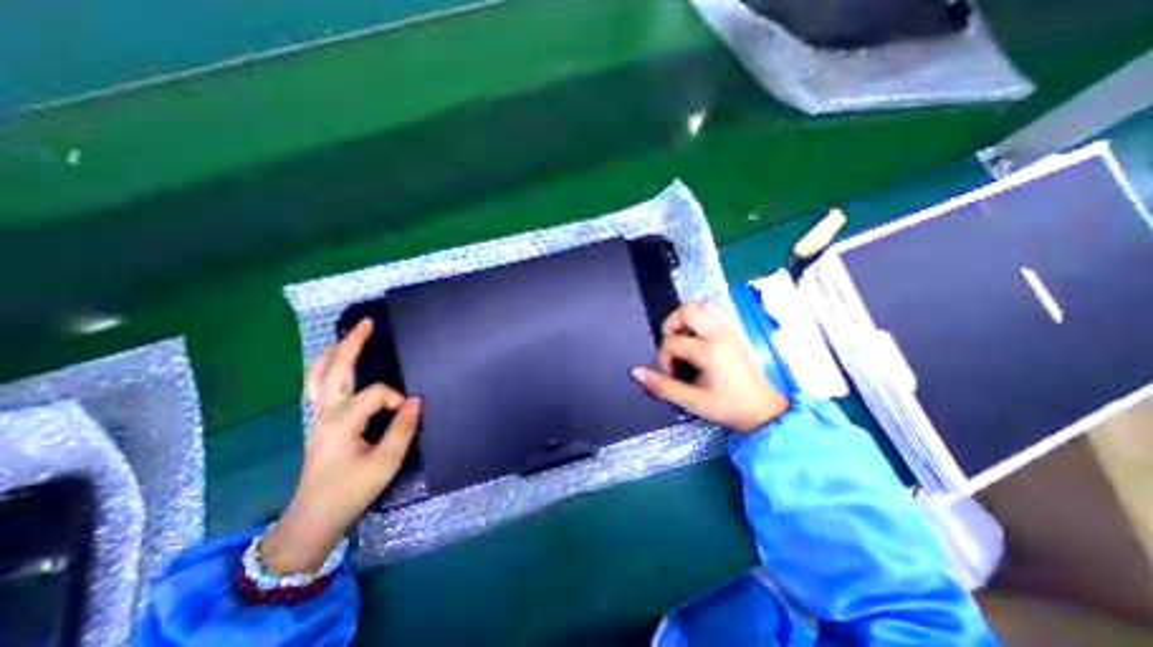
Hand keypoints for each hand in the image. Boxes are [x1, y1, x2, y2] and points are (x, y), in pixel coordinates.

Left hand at [263, 321, 422, 573]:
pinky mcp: (317, 422)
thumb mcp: (385, 462)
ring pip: (317, 375)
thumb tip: (415, 400)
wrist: (315, 517)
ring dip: (332, 352)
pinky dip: (325, 367)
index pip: (375, 393)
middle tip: (367, 323)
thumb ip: (402, 428)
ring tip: (346, 336)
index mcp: (342, 422)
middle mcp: (325, 413)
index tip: (407, 412)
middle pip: (333, 369)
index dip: (396, 398)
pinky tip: (334, 364)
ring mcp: (316, 416)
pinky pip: (317, 386)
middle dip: (350, 344)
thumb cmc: (351, 490)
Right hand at [629, 300, 792, 430]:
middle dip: (671, 324)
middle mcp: (719, 334)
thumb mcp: (690, 400)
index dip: (664, 357)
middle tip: (672, 344)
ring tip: (683, 339)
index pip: (672, 341)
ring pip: (701, 306)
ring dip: (685, 318)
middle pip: (687, 311)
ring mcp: (728, 330)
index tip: (672, 373)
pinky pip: (712, 313)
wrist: (762, 411)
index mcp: (709, 351)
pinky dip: (698, 319)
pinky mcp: (733, 331)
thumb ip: (661, 385)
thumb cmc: (727, 406)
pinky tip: (696, 339)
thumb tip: (636, 372)